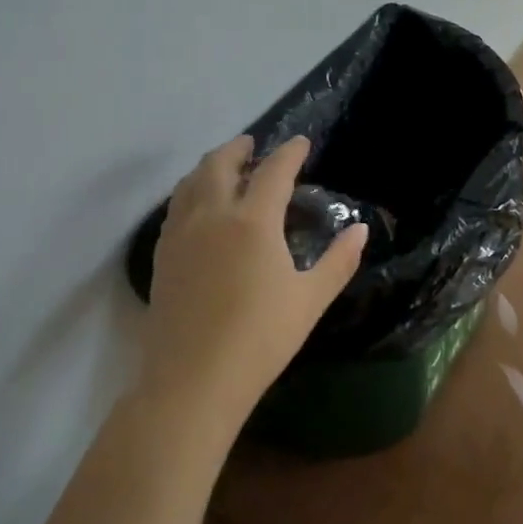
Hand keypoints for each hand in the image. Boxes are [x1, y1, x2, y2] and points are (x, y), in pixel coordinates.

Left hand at [139, 135, 367, 439]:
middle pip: (219, 164)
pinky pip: (176, 207)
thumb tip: (359, 231)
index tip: (301, 142)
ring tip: (225, 169)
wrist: (193, 381)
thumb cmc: (260, 338)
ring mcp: (181, 235)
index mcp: (252, 221)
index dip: (289, 152)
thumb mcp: (310, 299)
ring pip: (190, 183)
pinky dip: (191, 192)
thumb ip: (339, 261)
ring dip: (210, 166)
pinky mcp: (163, 256)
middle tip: (253, 145)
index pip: (273, 171)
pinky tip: (199, 208)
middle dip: (238, 148)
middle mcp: (212, 215)